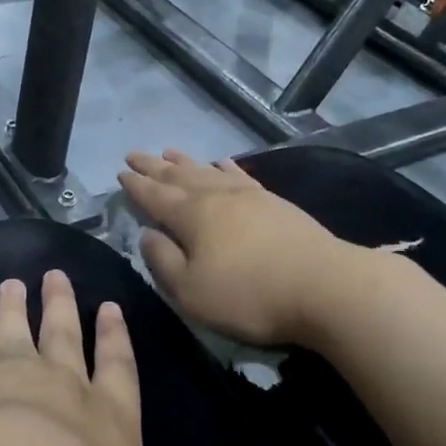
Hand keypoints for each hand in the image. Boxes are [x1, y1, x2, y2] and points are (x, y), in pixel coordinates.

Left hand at [0, 270, 298, 445]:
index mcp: (115, 424)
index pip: (121, 371)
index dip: (116, 340)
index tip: (109, 306)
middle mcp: (71, 393)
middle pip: (66, 339)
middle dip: (63, 308)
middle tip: (53, 274)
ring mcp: (22, 385)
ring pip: (21, 335)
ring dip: (17, 309)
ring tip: (11, 283)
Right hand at [118, 149, 358, 345]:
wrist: (324, 287)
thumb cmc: (249, 295)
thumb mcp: (191, 291)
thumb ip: (163, 262)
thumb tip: (147, 234)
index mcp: (192, 216)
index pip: (156, 196)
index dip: (136, 185)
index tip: (120, 172)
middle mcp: (217, 196)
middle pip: (179, 176)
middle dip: (154, 166)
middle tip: (135, 153)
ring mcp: (249, 196)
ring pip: (208, 171)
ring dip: (187, 161)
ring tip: (170, 150)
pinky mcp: (275, 203)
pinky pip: (240, 176)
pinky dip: (226, 167)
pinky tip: (222, 163)